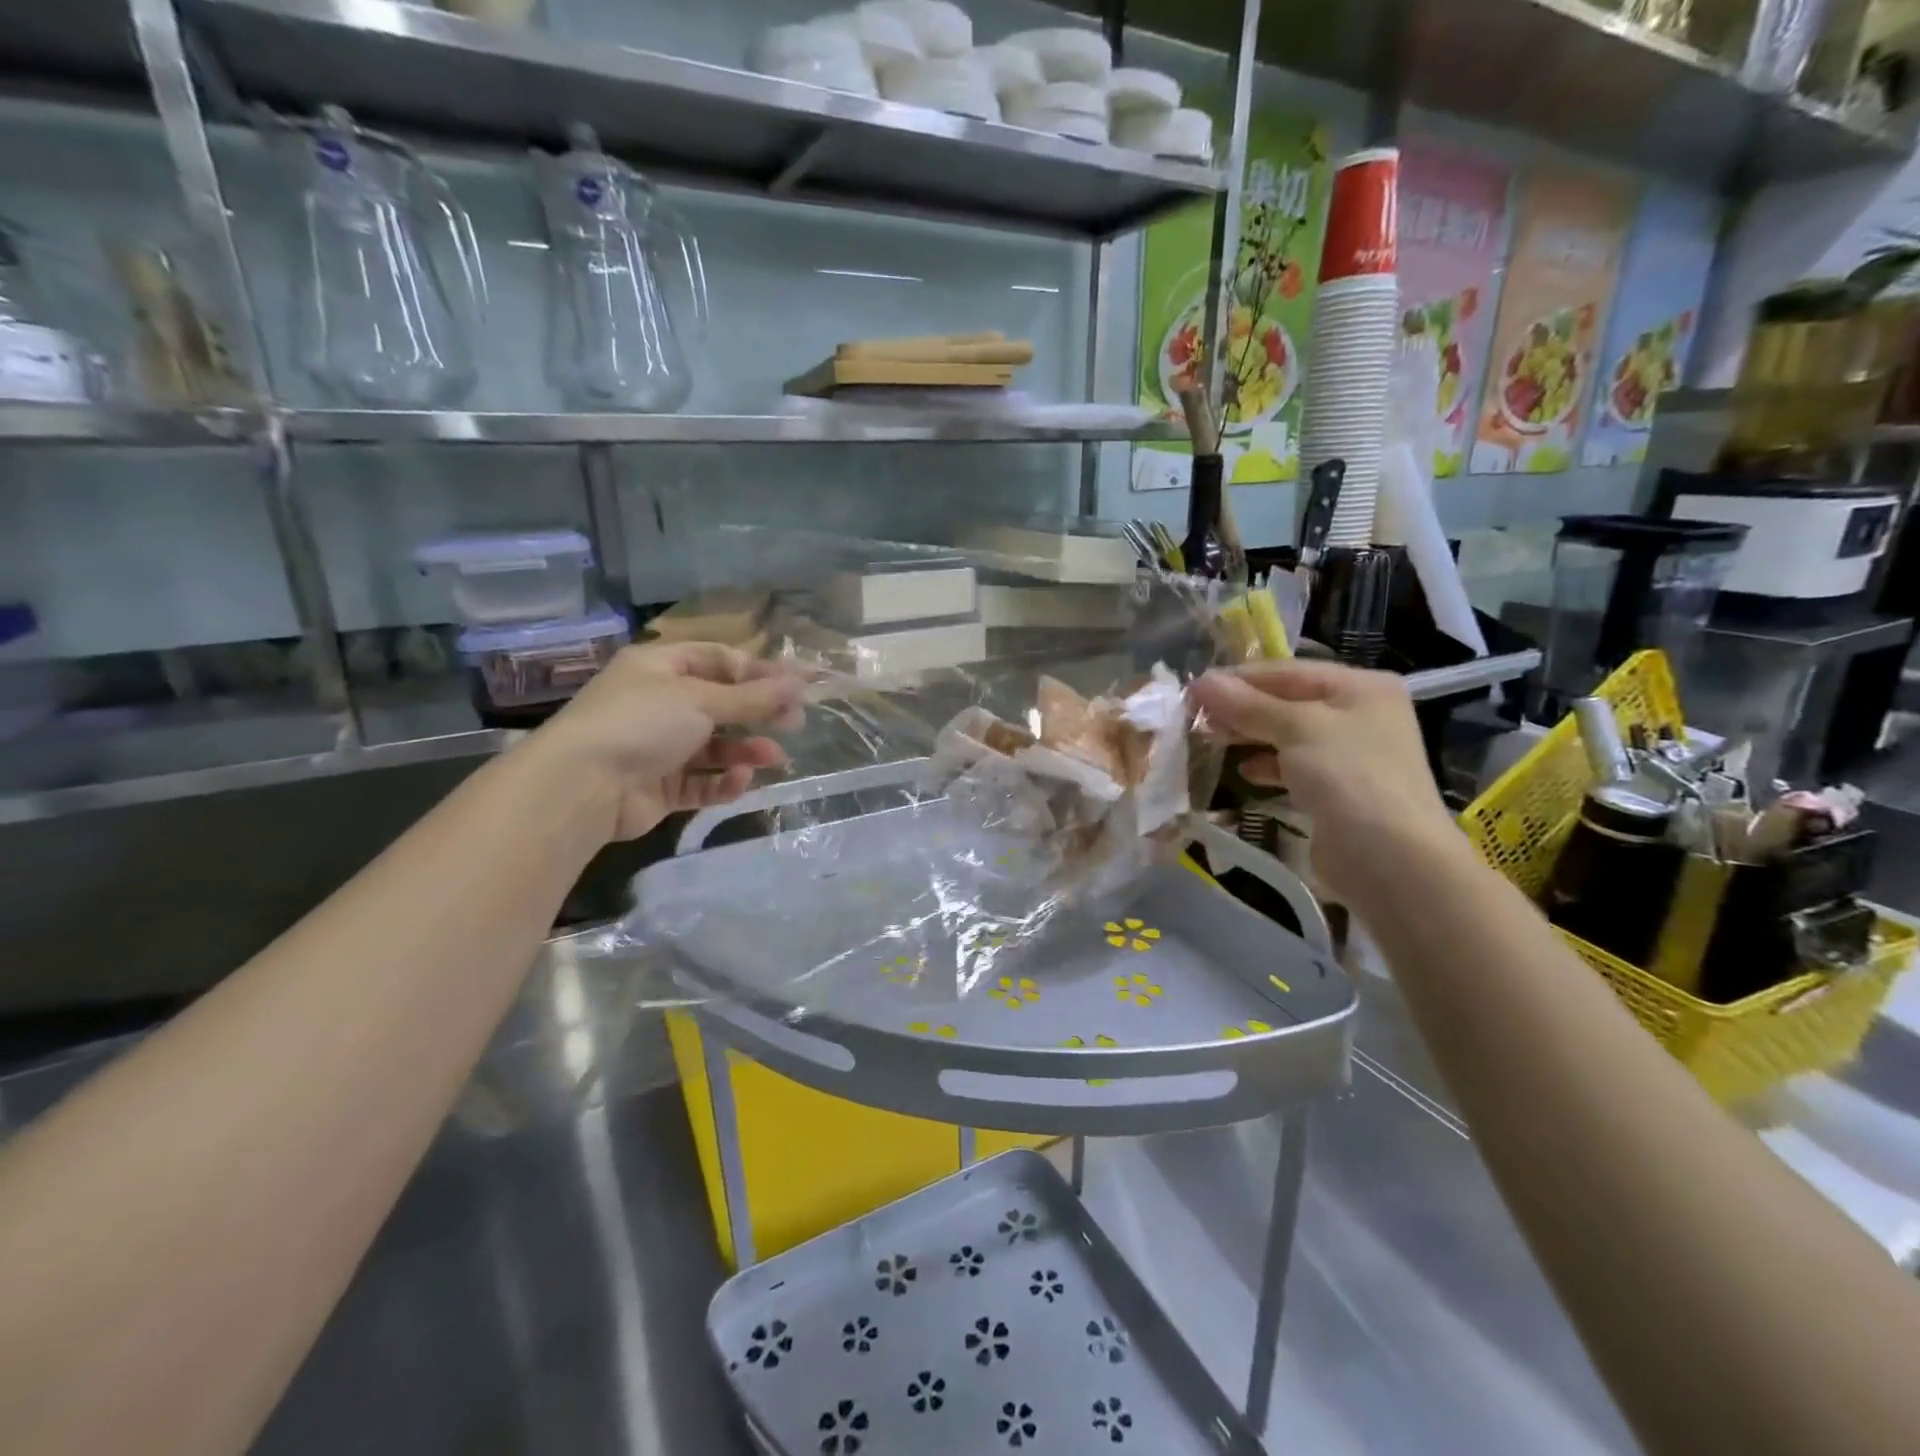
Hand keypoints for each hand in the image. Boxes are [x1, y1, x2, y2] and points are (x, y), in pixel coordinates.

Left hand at [528, 641, 804, 843]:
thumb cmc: (642, 723)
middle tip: (796, 723)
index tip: (800, 684)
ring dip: (746, 751)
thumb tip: (799, 683)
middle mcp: (659, 703)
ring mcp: (658, 747)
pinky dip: (722, 782)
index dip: (761, 671)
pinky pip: (701, 781)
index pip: (719, 660)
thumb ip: (753, 697)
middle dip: (759, 713)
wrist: (583, 786)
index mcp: (660, 668)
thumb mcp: (701, 700)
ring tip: (775, 758)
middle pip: (721, 704)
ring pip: (715, 747)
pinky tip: (739, 781)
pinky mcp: (660, 787)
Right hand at [1189, 660, 1459, 907]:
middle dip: (1241, 708)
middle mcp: (1359, 714)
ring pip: (1287, 735)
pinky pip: (1293, 767)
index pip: (1287, 672)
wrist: (1391, 860)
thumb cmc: (1350, 778)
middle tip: (1193, 717)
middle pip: (1287, 702)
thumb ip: (1247, 705)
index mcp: (1360, 687)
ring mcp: (1349, 755)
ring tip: (1209, 740)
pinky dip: (1267, 766)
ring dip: (1249, 736)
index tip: (1192, 690)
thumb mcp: (1297, 729)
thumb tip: (1201, 682)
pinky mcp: (1337, 790)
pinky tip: (1243, 772)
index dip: (1238, 679)